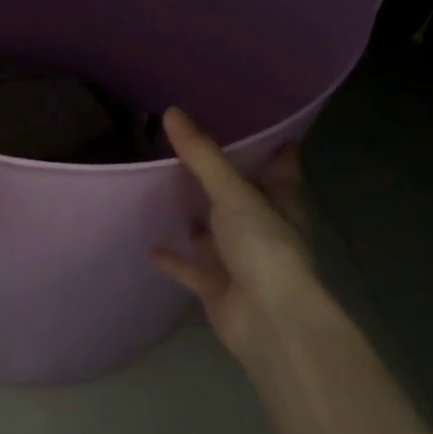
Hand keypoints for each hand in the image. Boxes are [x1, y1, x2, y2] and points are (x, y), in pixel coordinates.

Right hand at [153, 107, 321, 364]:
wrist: (268, 321)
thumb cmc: (263, 247)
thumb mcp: (233, 193)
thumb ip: (202, 156)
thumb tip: (171, 112)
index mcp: (281, 202)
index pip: (281, 166)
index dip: (269, 145)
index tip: (250, 120)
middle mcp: (264, 228)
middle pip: (243, 198)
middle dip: (221, 179)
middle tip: (187, 149)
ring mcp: (242, 260)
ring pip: (216, 233)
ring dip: (197, 219)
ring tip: (165, 190)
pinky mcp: (219, 288)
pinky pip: (192, 269)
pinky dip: (175, 259)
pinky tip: (151, 245)